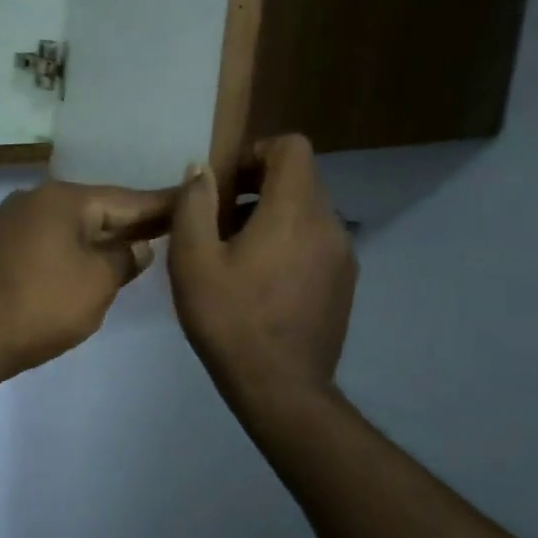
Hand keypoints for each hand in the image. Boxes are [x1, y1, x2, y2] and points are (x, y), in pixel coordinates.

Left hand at [0, 181, 176, 380]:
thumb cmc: (41, 305)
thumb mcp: (97, 283)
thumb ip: (124, 259)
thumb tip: (137, 247)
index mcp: (64, 199)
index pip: (126, 199)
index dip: (161, 204)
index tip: (191, 199)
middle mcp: (37, 198)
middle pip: (97, 206)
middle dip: (132, 219)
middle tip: (171, 224)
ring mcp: (13, 220)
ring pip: (72, 223)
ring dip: (103, 234)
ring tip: (139, 242)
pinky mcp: (0, 245)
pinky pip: (52, 237)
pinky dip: (76, 246)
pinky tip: (94, 257)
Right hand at [168, 136, 356, 409]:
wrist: (281, 390)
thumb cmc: (231, 320)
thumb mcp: (192, 260)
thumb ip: (195, 204)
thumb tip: (202, 170)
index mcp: (295, 211)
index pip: (292, 147)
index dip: (256, 152)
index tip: (226, 184)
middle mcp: (329, 224)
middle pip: (299, 178)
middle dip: (257, 185)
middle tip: (220, 221)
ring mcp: (343, 255)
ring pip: (307, 210)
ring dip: (271, 214)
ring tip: (236, 254)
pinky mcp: (345, 282)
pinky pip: (316, 239)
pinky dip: (289, 240)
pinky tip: (261, 280)